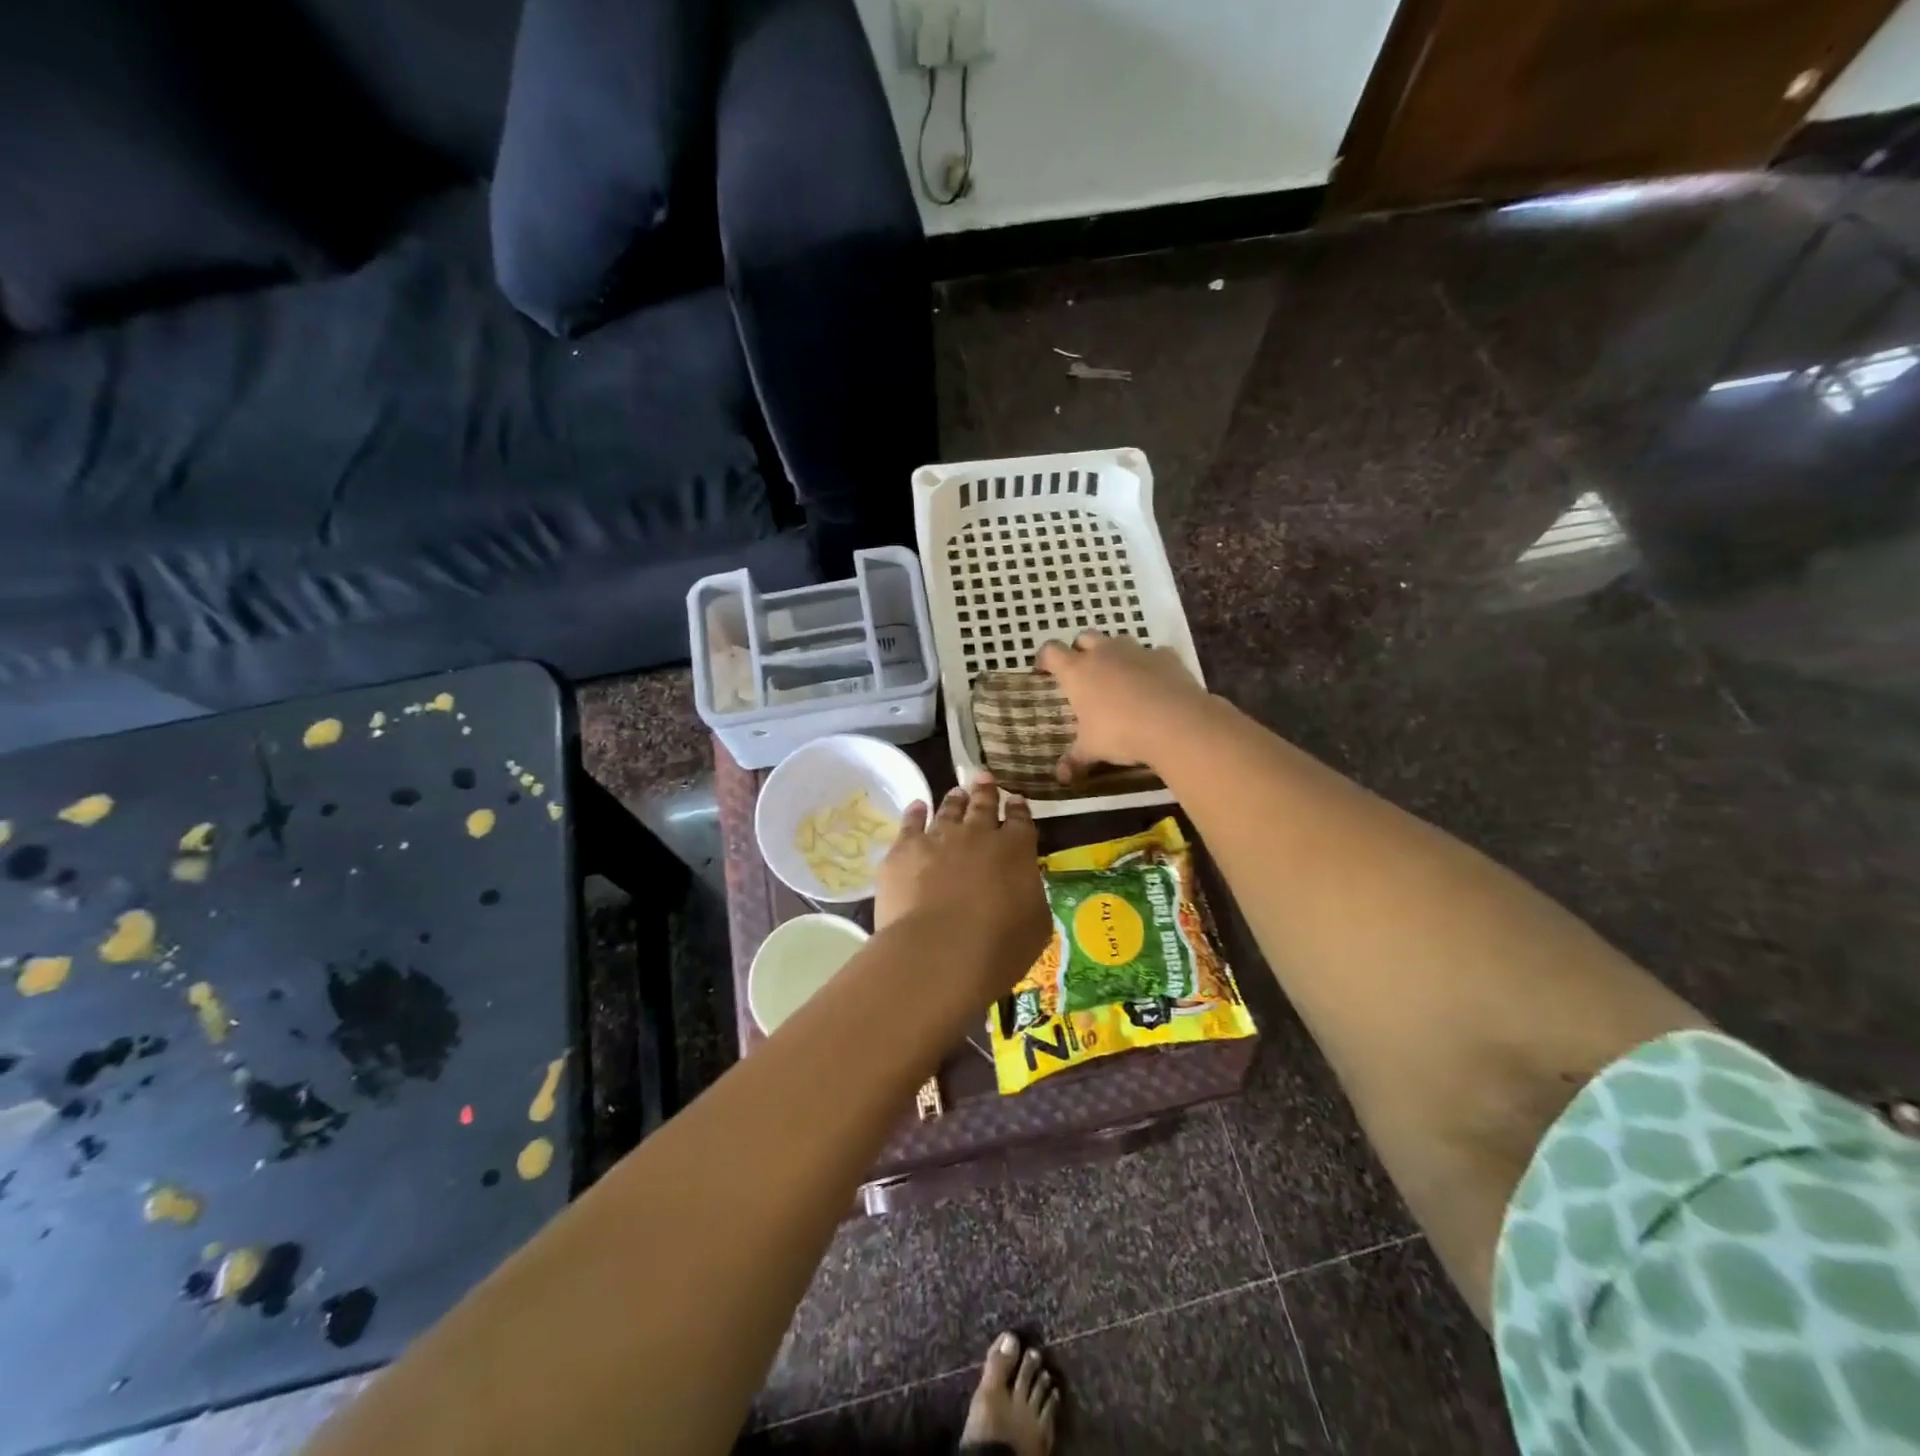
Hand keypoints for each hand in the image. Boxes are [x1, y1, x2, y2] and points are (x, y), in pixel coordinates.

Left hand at [876, 772, 1050, 993]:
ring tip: (956, 792)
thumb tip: (1023, 887)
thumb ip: (1030, 896)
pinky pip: (910, 822)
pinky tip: (916, 806)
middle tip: (984, 777)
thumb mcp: (1035, 924)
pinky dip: (915, 812)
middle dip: (985, 790)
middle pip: (983, 805)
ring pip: (948, 809)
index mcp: (1015, 850)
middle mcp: (978, 834)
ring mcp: (939, 837)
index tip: (1016, 799)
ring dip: (954, 799)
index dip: (1018, 808)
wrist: (940, 950)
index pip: (1020, 821)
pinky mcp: (905, 849)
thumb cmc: (999, 946)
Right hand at [1034, 631, 1212, 782]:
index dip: (1045, 659)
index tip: (1044, 671)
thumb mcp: (1092, 750)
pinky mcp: (1166, 656)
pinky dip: (1150, 665)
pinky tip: (1154, 684)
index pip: (1051, 651)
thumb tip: (1061, 777)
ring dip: (1115, 654)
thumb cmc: (1120, 733)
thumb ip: (1075, 760)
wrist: (1175, 722)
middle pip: (1085, 637)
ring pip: (1119, 640)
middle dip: (1081, 650)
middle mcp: (1104, 653)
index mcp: (1077, 671)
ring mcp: (1137, 651)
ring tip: (1119, 678)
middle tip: (1083, 673)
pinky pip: (1154, 654)